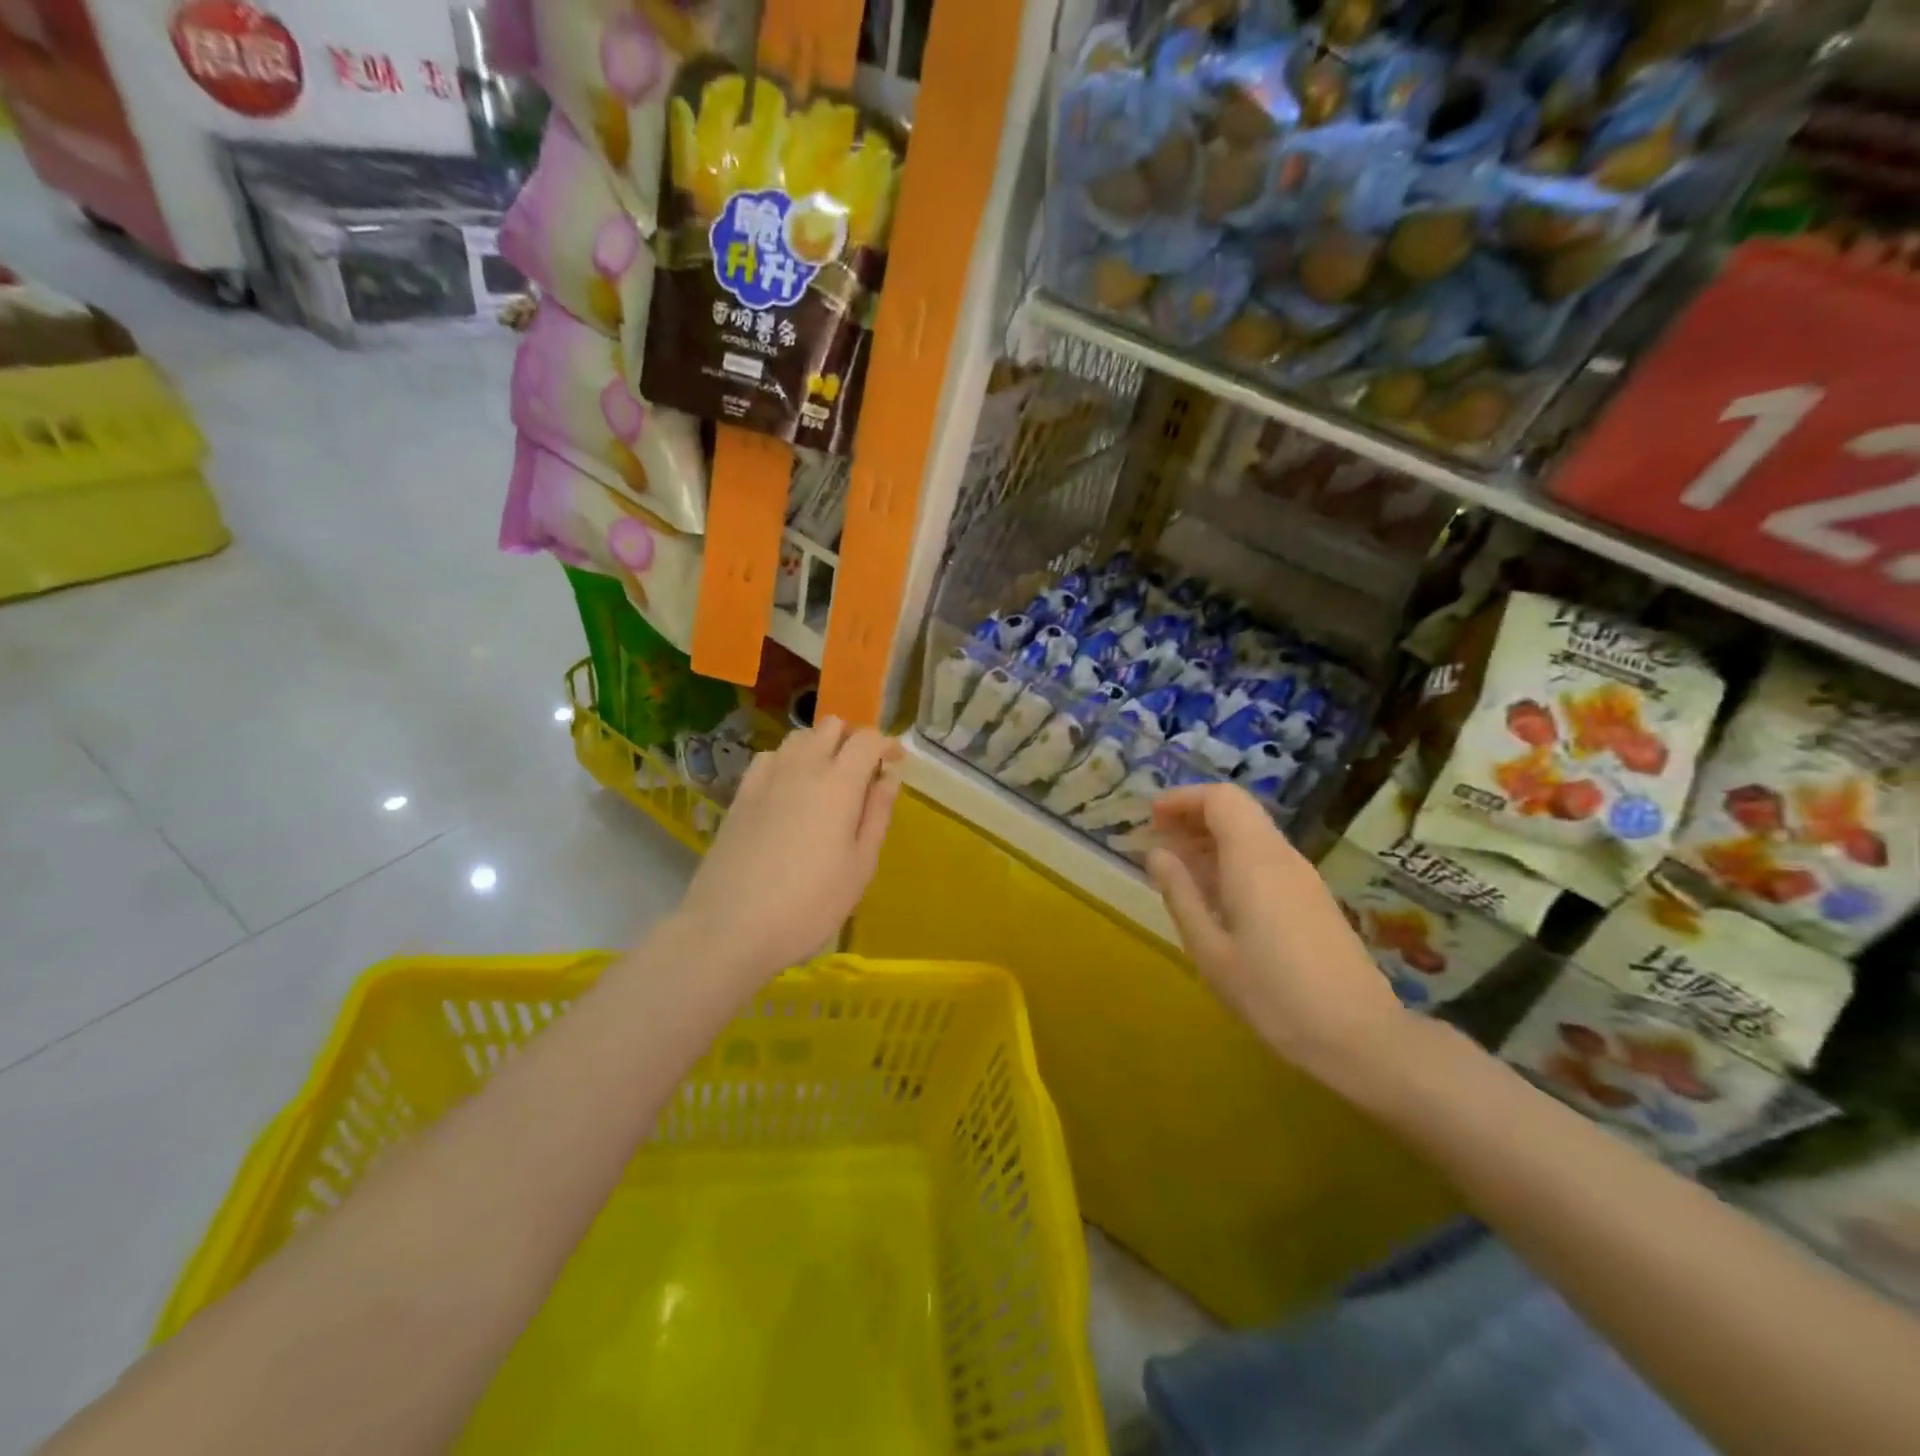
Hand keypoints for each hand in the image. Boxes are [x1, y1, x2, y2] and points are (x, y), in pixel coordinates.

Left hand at [677, 717, 902, 977]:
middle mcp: (802, 767)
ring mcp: (766, 778)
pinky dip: (787, 762)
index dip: (886, 745)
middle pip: (831, 726)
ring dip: (819, 747)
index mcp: (839, 783)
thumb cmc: (809, 904)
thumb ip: (877, 814)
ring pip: (798, 738)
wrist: (730, 927)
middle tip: (863, 774)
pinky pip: (769, 758)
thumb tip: (889, 777)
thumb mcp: (860, 866)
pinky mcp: (741, 795)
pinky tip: (789, 791)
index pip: (867, 739)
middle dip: (853, 740)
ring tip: (828, 782)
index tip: (895, 764)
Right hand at [1145, 783, 1410, 1082]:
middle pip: (1238, 811)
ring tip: (1179, 870)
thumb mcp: (1210, 950)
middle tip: (1159, 842)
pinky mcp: (1314, 900)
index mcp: (1254, 860)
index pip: (1221, 798)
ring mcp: (1303, 878)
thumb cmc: (1274, 995)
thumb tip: (1157, 853)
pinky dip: (1233, 861)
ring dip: (1213, 841)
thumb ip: (1181, 894)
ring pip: (1253, 835)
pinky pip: (1266, 860)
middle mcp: (1282, 857)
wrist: (1360, 1038)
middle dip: (1194, 817)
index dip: (1183, 799)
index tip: (1151, 818)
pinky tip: (1216, 898)